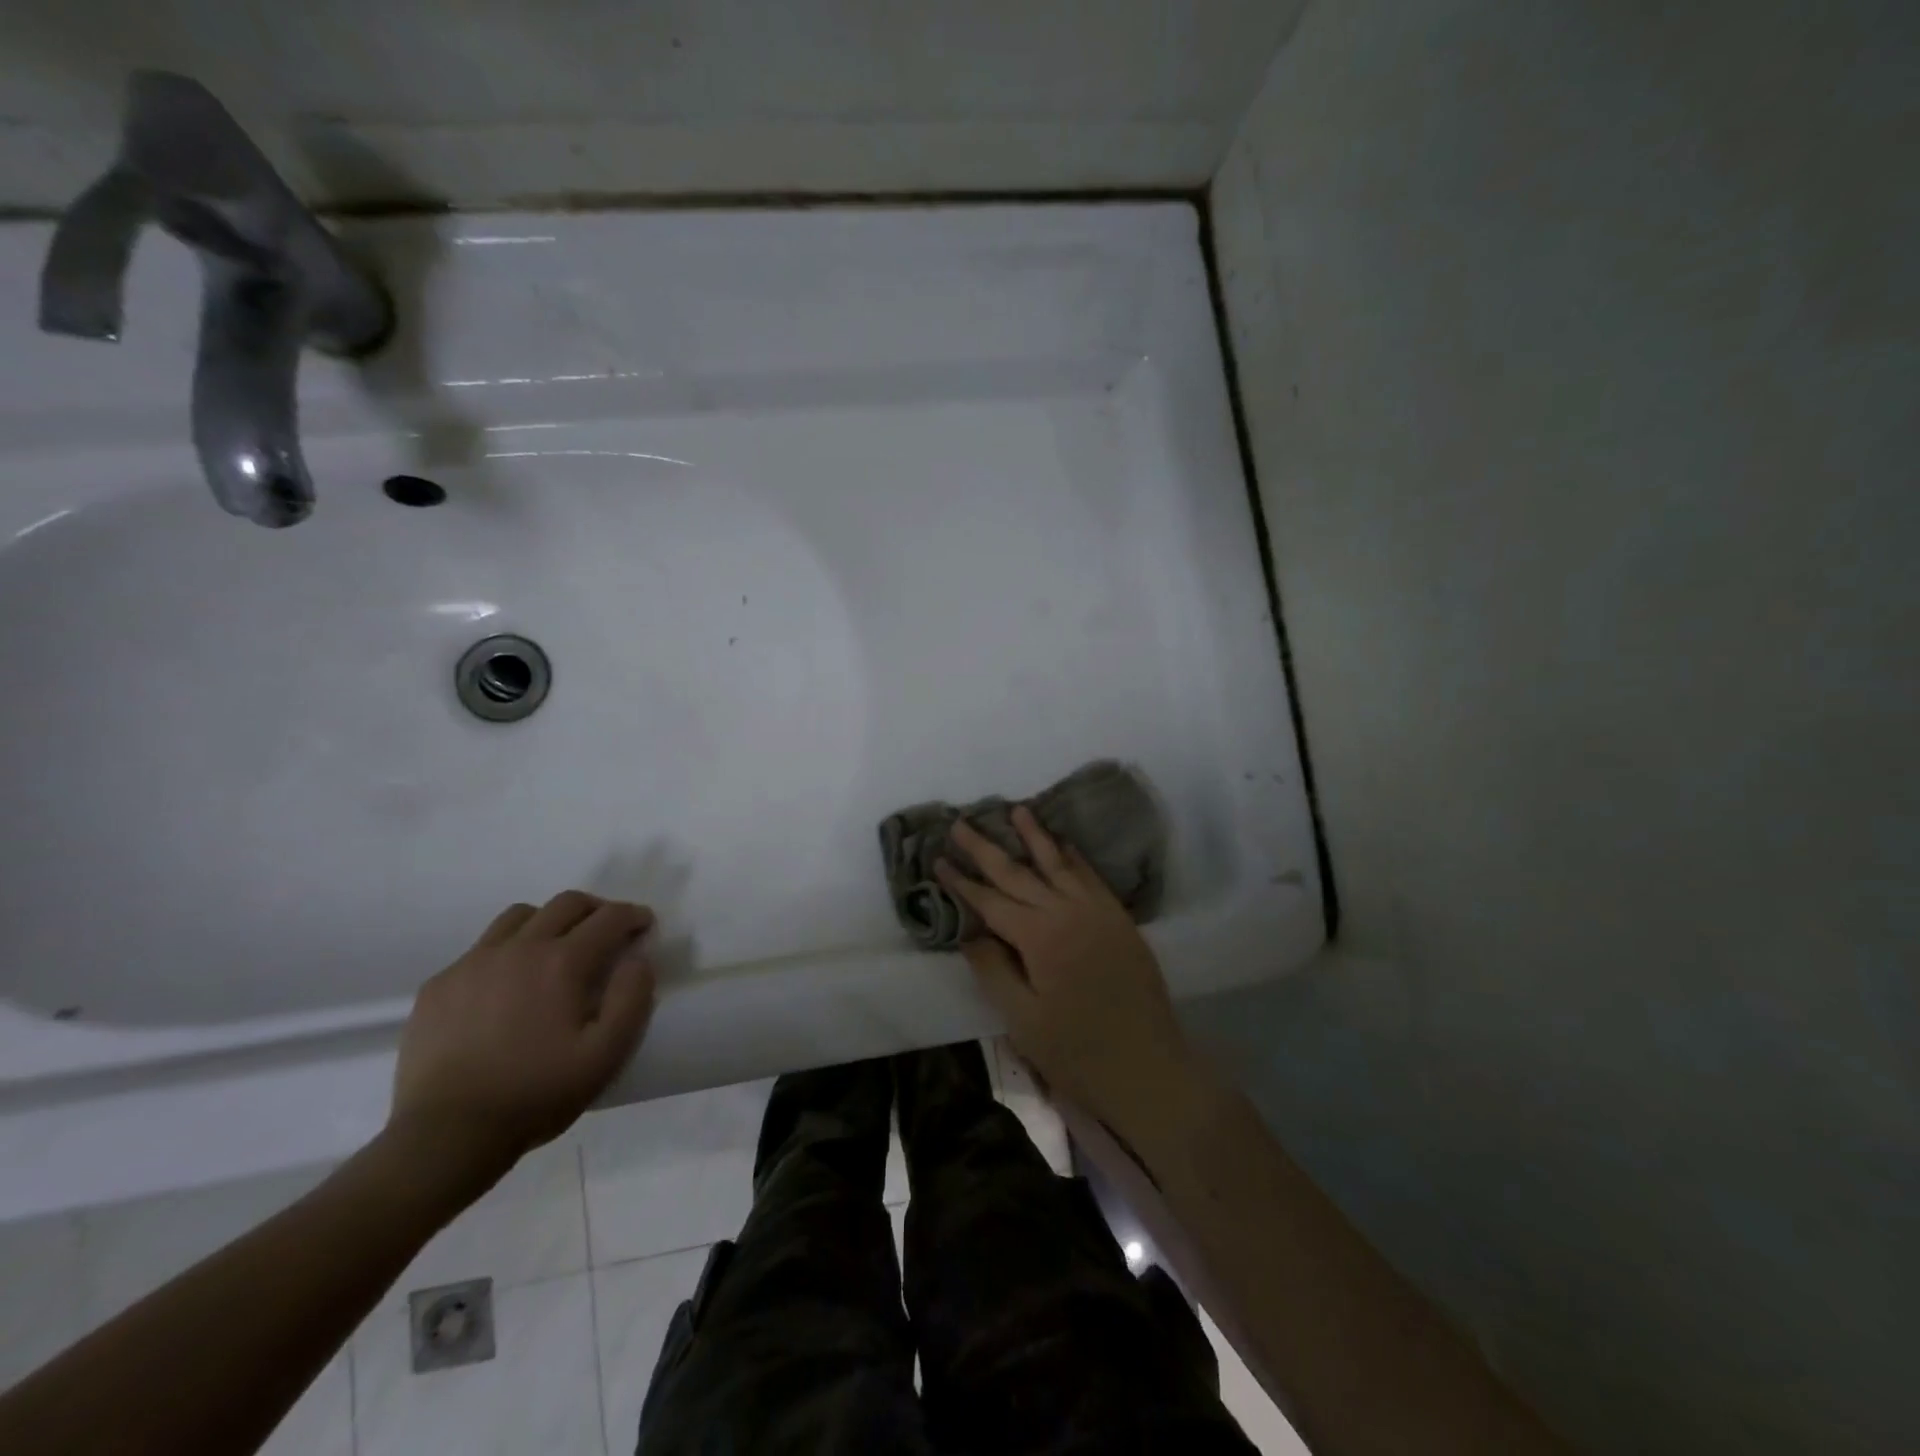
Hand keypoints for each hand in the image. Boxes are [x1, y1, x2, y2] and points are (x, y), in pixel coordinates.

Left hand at [390, 892, 656, 1184]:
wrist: (445, 1136)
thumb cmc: (536, 1095)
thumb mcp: (606, 1054)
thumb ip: (632, 998)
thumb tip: (638, 958)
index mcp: (562, 962)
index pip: (609, 917)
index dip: (634, 916)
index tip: (644, 927)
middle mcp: (519, 948)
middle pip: (566, 903)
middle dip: (596, 910)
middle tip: (608, 933)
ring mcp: (473, 963)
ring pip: (520, 916)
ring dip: (549, 922)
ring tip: (556, 951)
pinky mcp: (440, 985)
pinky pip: (481, 949)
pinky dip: (507, 952)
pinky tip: (507, 987)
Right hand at [937, 807, 1197, 1128]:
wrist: (1149, 1069)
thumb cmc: (1078, 1052)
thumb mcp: (1023, 1020)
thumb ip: (994, 971)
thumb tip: (971, 933)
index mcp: (1039, 937)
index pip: (991, 901)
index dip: (962, 881)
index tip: (938, 859)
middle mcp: (1068, 912)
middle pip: (1020, 873)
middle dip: (987, 849)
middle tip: (962, 823)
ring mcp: (1098, 912)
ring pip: (1059, 864)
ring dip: (1035, 837)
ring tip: (1017, 810)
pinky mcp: (1119, 920)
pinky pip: (1092, 877)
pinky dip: (1075, 858)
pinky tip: (1065, 845)